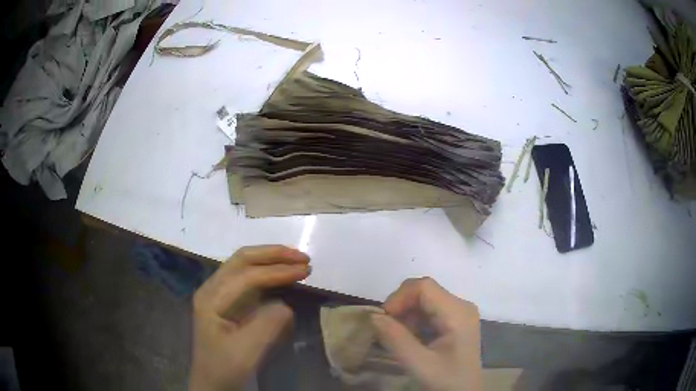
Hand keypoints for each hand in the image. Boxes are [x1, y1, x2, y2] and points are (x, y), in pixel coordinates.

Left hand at [188, 245, 309, 390]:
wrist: (213, 383)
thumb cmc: (226, 368)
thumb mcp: (246, 351)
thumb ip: (267, 324)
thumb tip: (286, 304)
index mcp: (211, 298)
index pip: (247, 276)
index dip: (277, 271)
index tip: (306, 270)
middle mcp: (212, 289)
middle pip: (242, 260)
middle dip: (273, 255)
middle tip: (302, 258)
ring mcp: (219, 294)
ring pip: (244, 265)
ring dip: (271, 260)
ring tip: (297, 261)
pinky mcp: (228, 302)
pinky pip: (248, 278)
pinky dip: (268, 272)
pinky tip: (282, 275)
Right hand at [372, 277, 482, 390]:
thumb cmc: (446, 381)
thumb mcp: (419, 364)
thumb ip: (396, 339)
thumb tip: (372, 315)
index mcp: (458, 313)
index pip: (424, 287)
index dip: (400, 297)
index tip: (383, 319)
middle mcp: (461, 306)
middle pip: (424, 290)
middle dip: (401, 305)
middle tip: (386, 329)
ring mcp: (459, 312)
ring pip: (425, 299)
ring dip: (405, 313)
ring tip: (397, 336)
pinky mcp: (455, 320)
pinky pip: (429, 309)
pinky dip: (413, 319)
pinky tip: (409, 337)